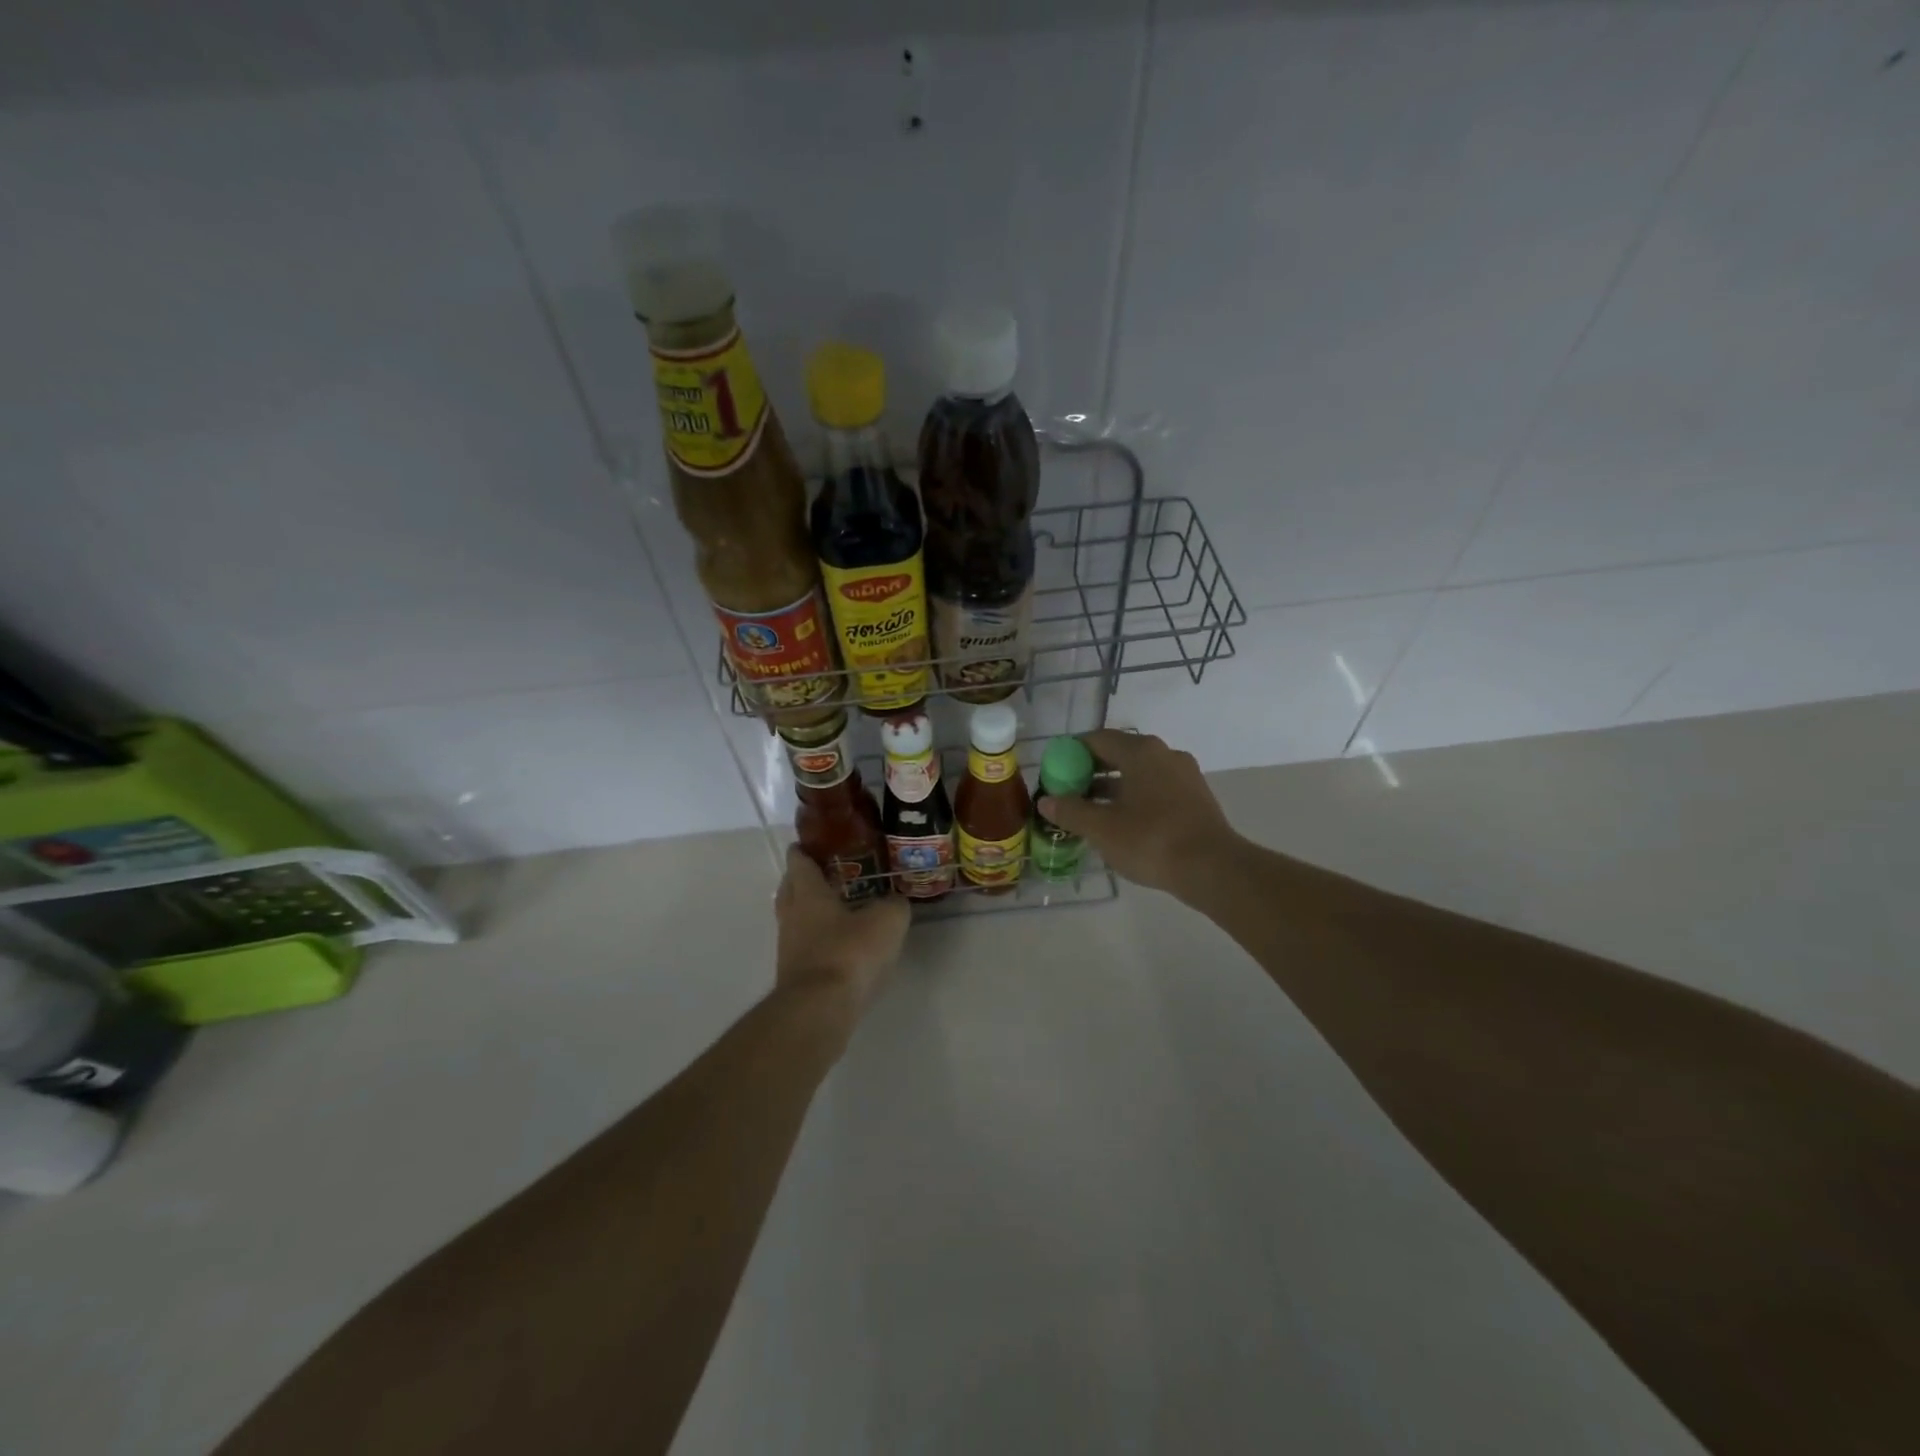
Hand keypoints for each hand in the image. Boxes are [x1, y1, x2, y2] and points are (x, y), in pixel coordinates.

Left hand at [774, 846, 910, 1016]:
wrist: (820, 1011)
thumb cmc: (849, 953)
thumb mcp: (887, 921)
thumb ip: (893, 906)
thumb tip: (895, 901)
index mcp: (808, 894)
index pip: (799, 863)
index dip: (803, 850)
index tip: (810, 842)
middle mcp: (792, 917)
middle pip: (790, 890)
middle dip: (802, 880)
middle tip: (825, 873)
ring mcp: (789, 949)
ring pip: (796, 921)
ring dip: (810, 913)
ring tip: (838, 910)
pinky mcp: (796, 978)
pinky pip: (805, 948)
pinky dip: (818, 942)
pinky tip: (840, 946)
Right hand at [1036, 730, 1238, 897]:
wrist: (1212, 868)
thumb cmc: (1151, 840)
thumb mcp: (1101, 828)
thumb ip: (1071, 811)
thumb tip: (1046, 800)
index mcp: (1140, 751)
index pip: (1097, 739)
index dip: (1071, 754)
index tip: (1055, 774)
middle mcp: (1164, 754)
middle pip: (1118, 754)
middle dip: (1090, 772)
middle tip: (1068, 794)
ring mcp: (1184, 775)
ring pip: (1138, 774)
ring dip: (1112, 788)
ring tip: (1091, 812)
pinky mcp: (1195, 797)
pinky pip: (1156, 789)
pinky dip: (1135, 799)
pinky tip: (1122, 824)